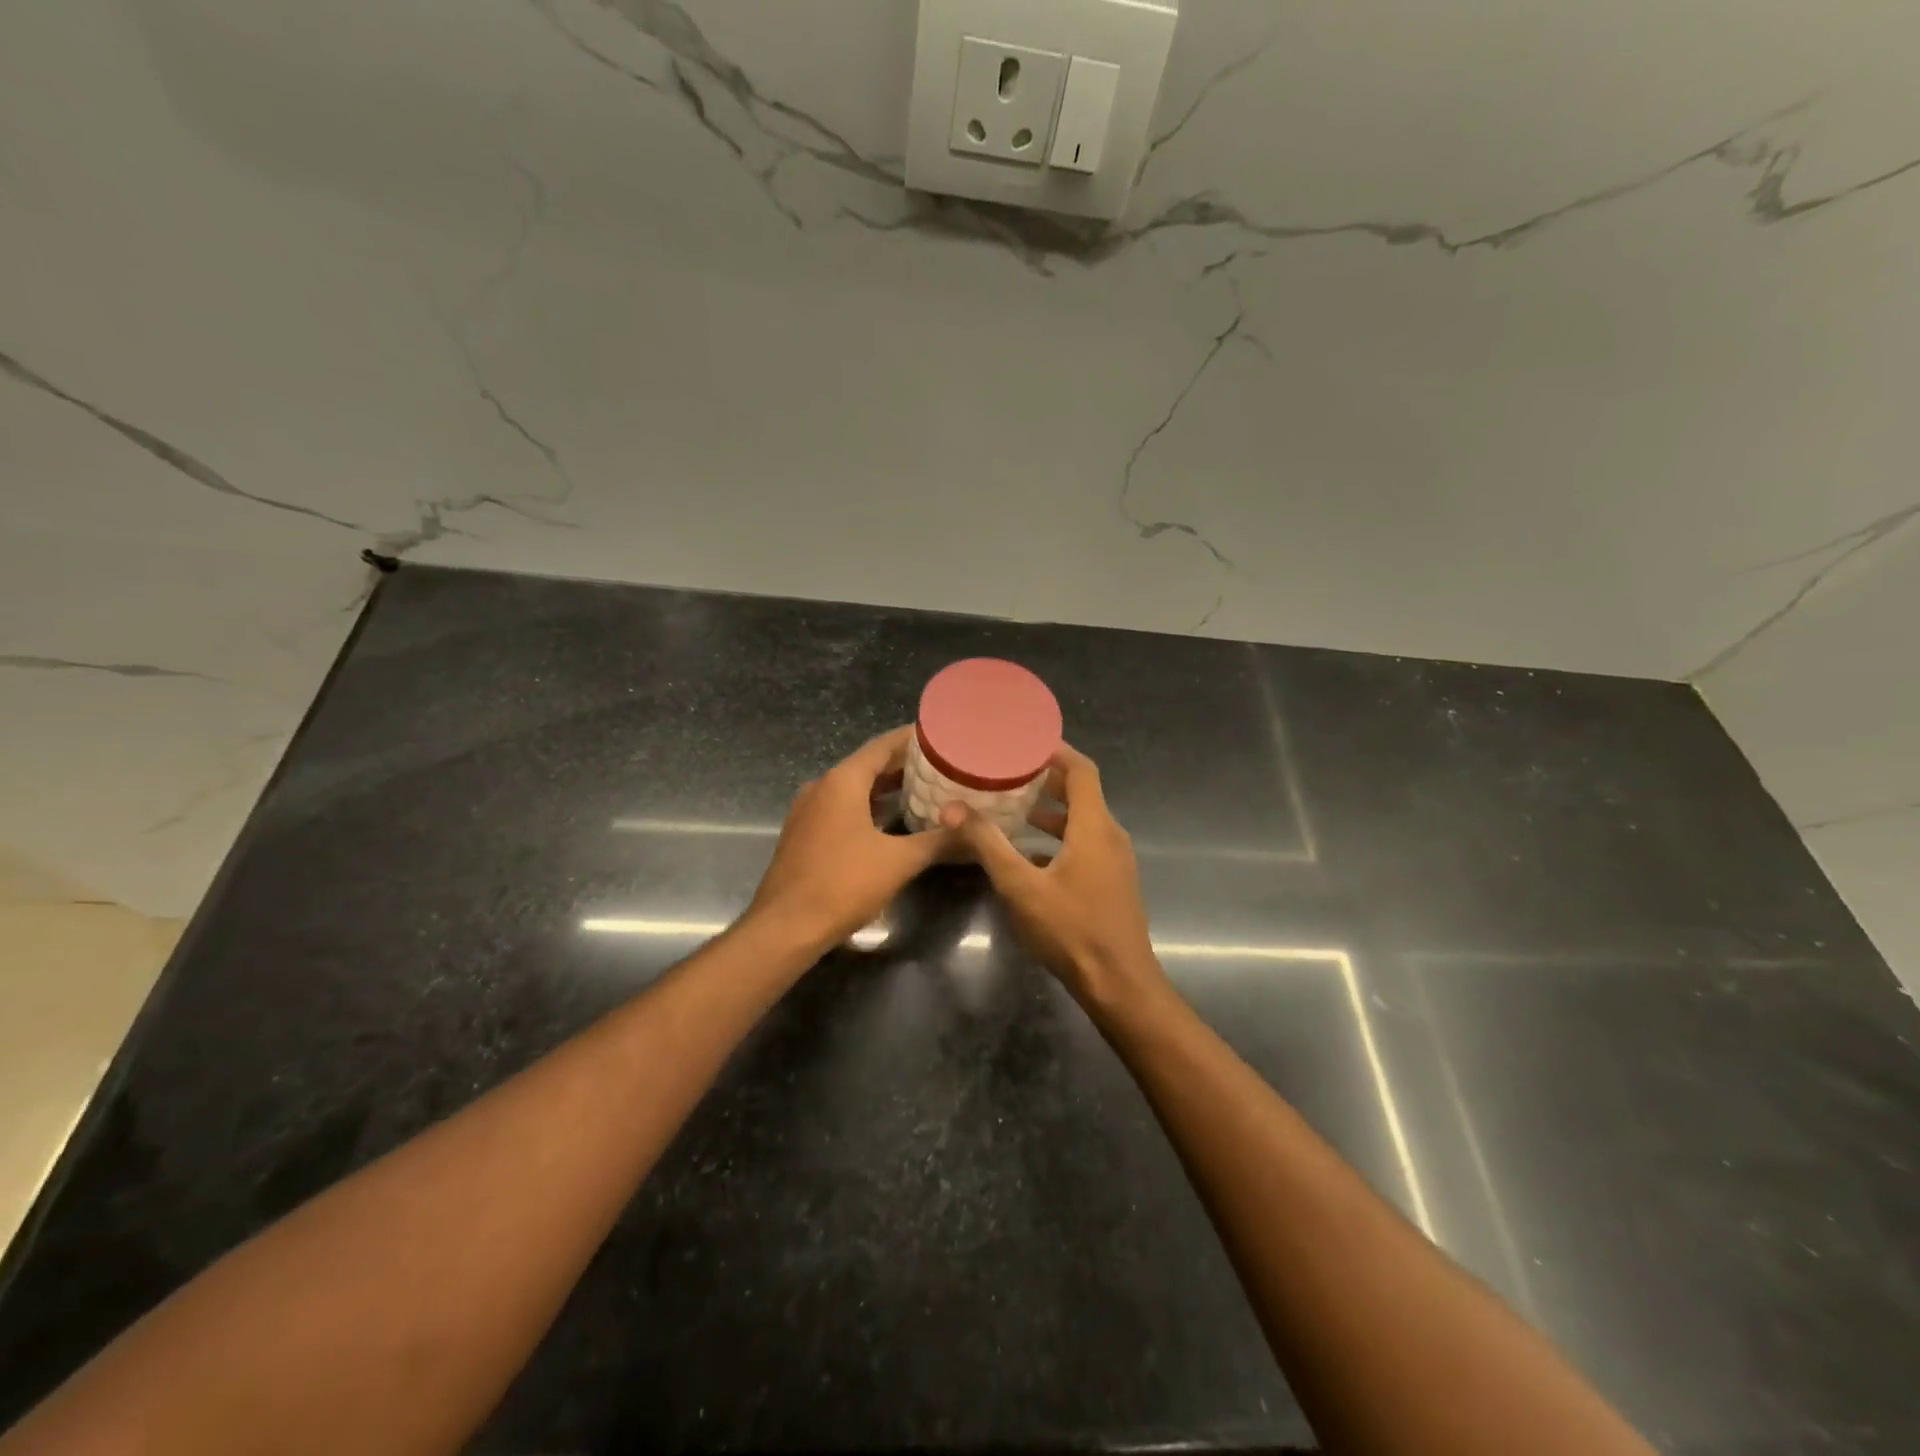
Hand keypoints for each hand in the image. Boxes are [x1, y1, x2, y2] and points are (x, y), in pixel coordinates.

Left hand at [745, 725, 951, 956]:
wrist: (786, 927)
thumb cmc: (843, 884)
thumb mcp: (899, 861)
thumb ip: (938, 841)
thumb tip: (972, 832)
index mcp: (842, 781)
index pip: (882, 745)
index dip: (913, 739)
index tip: (941, 737)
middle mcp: (822, 787)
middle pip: (868, 765)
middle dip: (903, 765)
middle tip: (941, 766)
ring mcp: (808, 811)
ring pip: (853, 789)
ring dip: (886, 788)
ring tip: (923, 790)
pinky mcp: (804, 834)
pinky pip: (841, 808)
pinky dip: (868, 807)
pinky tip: (891, 821)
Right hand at [942, 743, 1167, 1012]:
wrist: (1119, 984)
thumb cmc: (1072, 930)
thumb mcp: (1021, 886)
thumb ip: (987, 844)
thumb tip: (952, 808)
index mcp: (1095, 826)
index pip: (1081, 770)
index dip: (1055, 750)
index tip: (1023, 740)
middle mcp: (1110, 835)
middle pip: (1081, 792)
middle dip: (1045, 778)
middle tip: (1007, 770)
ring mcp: (1114, 861)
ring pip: (1081, 820)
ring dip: (1049, 810)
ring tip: (1010, 805)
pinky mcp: (1110, 882)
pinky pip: (1083, 844)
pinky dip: (1057, 837)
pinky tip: (1026, 852)